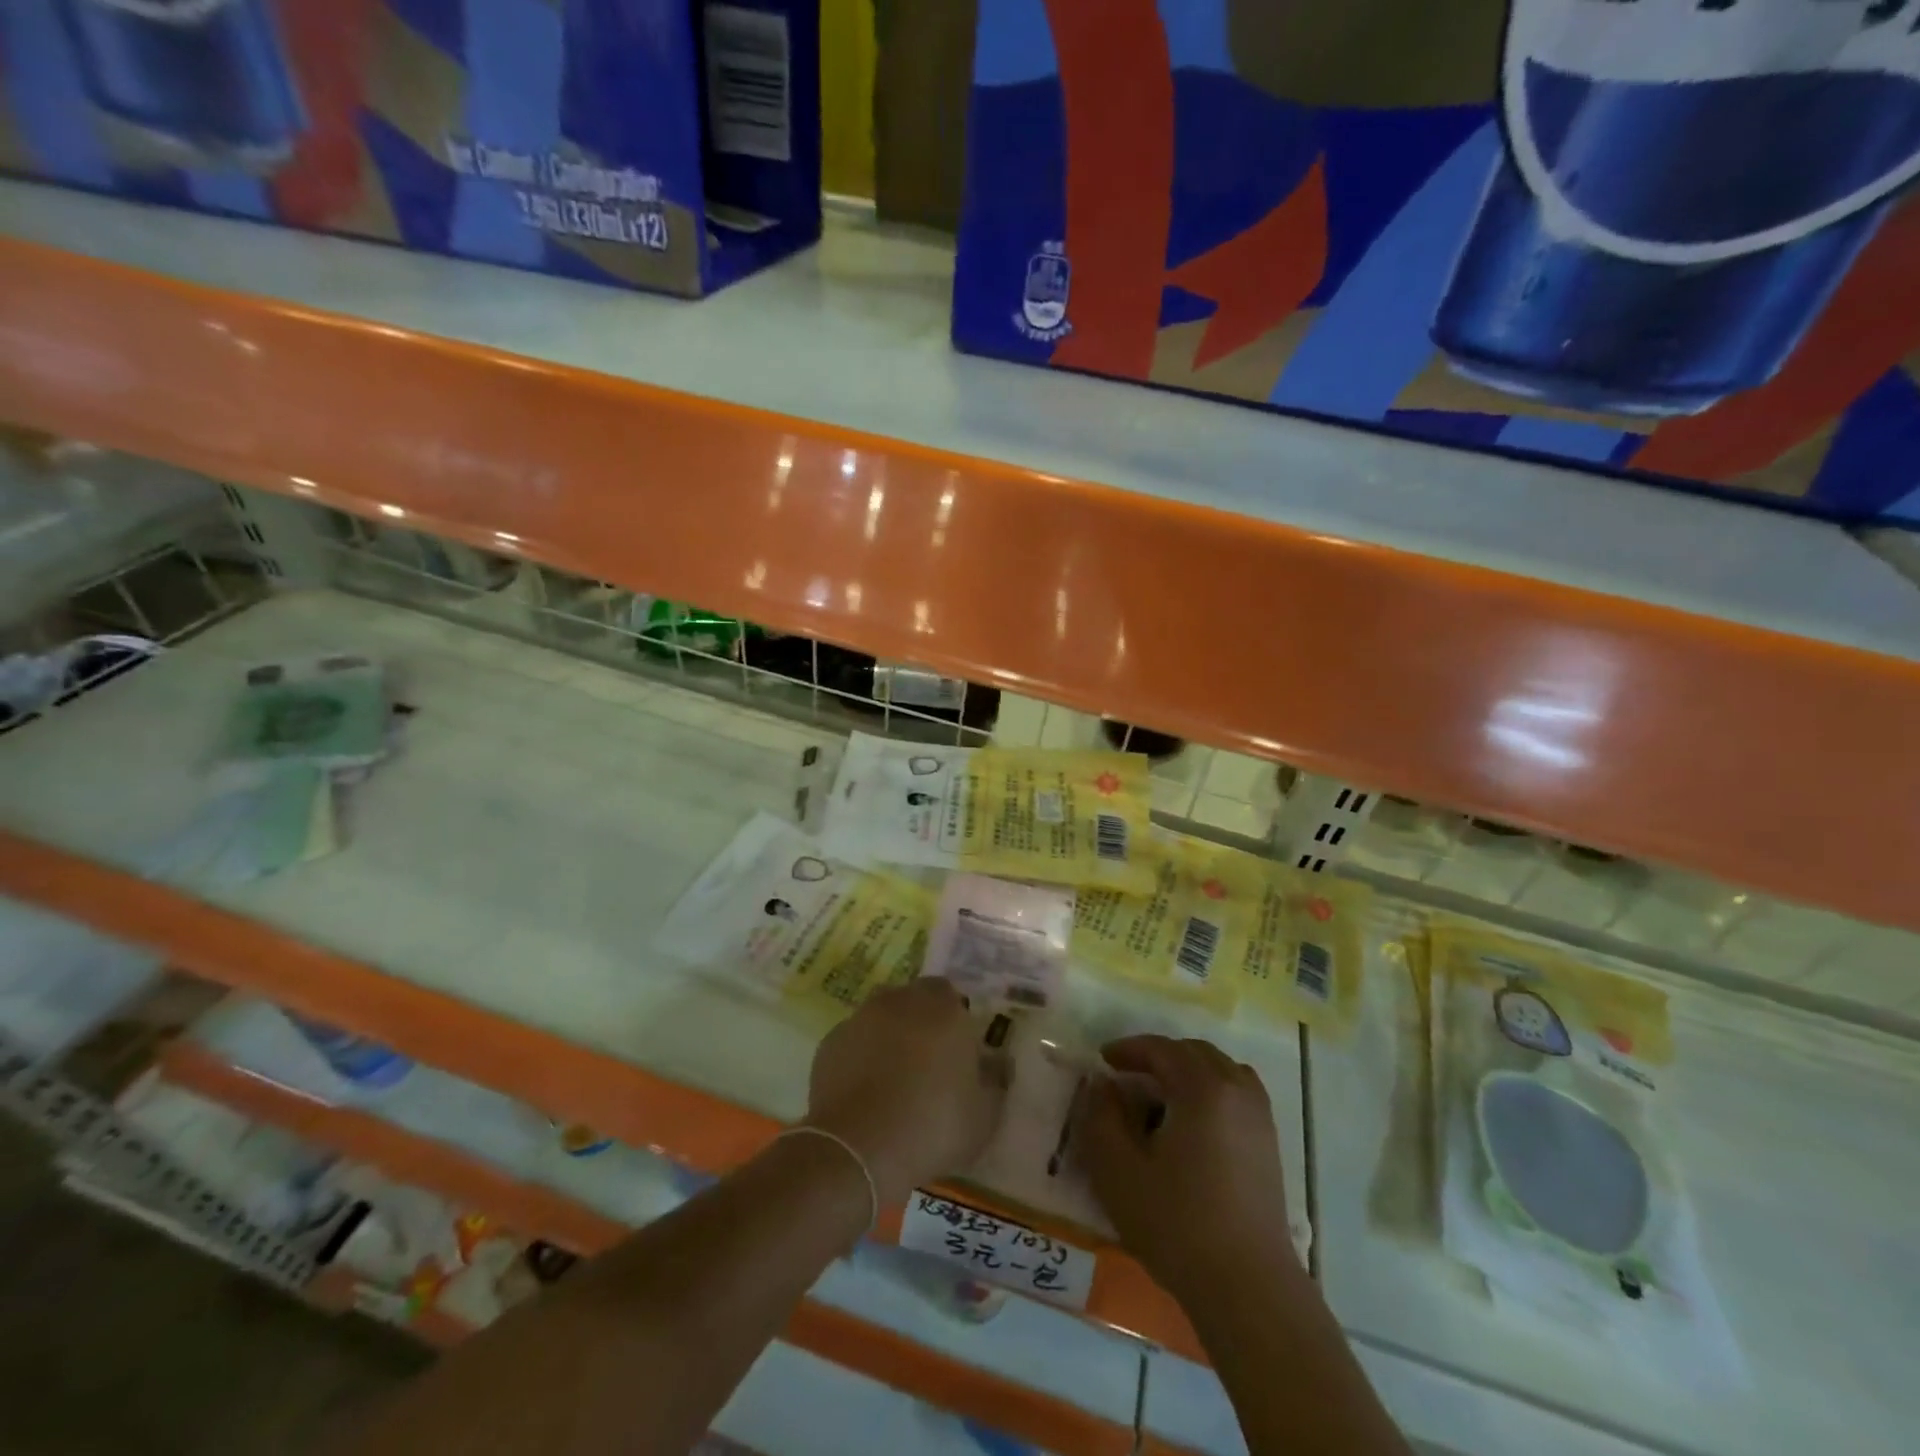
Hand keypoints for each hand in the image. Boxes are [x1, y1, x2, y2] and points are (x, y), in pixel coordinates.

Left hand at [803, 980, 1004, 1204]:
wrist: (859, 1148)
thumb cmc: (933, 1126)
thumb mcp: (984, 1116)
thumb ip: (995, 1081)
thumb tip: (998, 1063)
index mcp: (943, 1008)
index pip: (950, 994)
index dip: (954, 1018)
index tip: (957, 1049)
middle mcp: (900, 1001)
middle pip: (914, 1001)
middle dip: (921, 1023)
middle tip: (929, 1063)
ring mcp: (861, 1018)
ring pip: (881, 1018)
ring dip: (889, 1038)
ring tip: (894, 1080)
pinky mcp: (830, 1042)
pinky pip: (855, 1042)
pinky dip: (861, 1057)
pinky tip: (865, 1092)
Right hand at [1075, 1035, 1292, 1297]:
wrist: (1248, 1288)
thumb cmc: (1177, 1223)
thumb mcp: (1118, 1169)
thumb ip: (1102, 1116)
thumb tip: (1103, 1084)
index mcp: (1202, 1088)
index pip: (1161, 1049)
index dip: (1129, 1049)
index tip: (1103, 1060)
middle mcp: (1237, 1090)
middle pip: (1194, 1053)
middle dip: (1158, 1056)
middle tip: (1128, 1076)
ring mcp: (1259, 1117)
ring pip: (1220, 1070)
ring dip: (1187, 1071)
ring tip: (1160, 1095)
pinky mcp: (1270, 1144)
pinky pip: (1237, 1093)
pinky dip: (1211, 1090)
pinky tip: (1192, 1122)